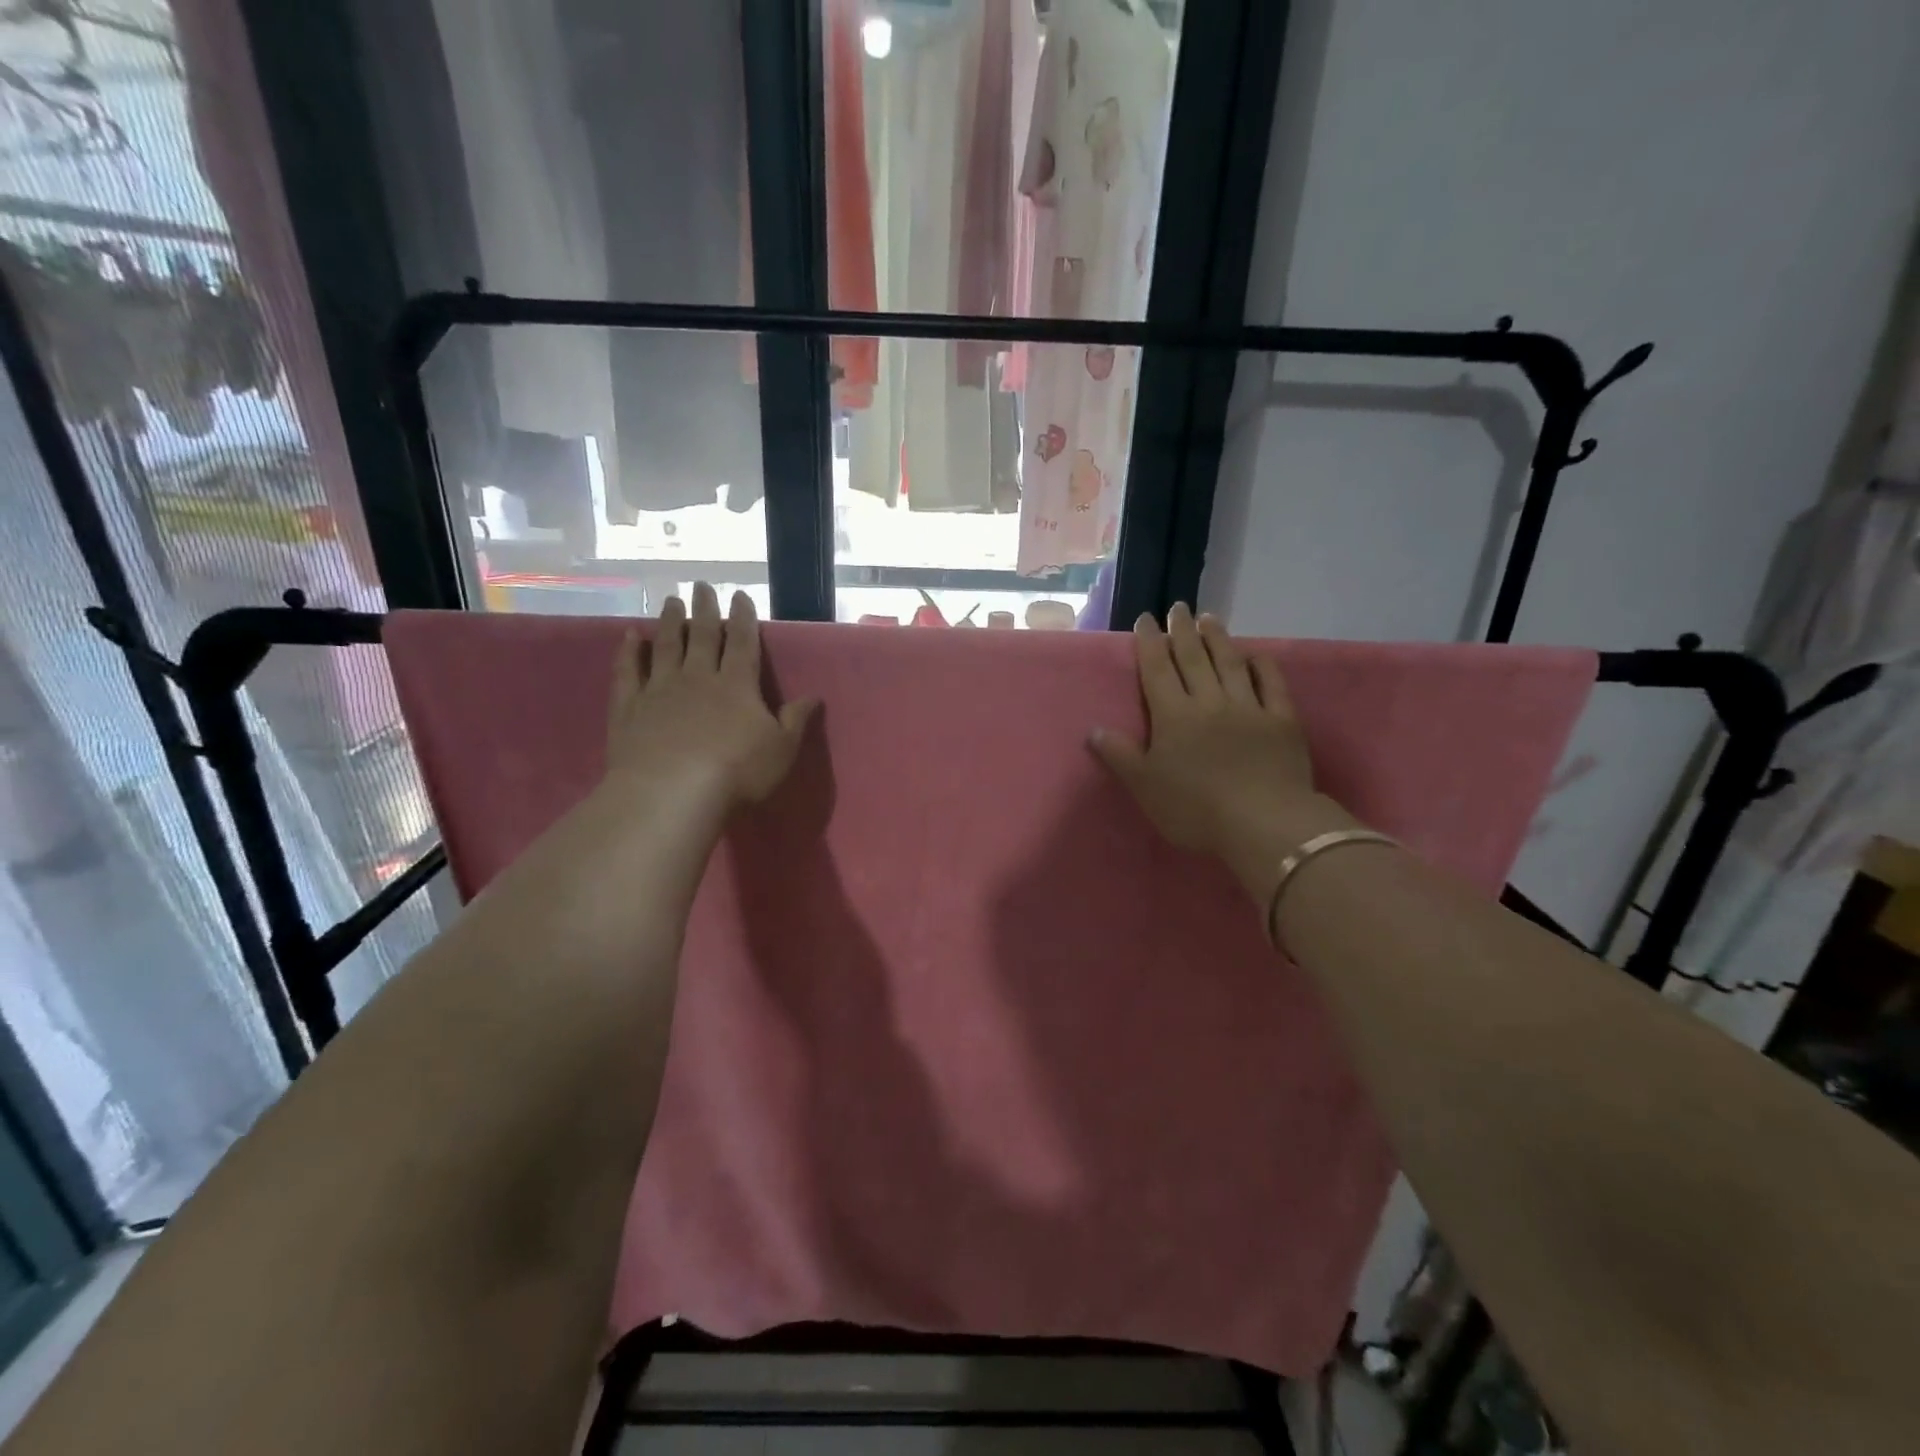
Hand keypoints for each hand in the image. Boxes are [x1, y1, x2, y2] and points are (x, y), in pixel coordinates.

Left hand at [606, 583, 816, 812]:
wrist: (672, 792)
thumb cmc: (736, 772)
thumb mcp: (781, 749)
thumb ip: (795, 720)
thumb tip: (814, 696)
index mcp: (737, 685)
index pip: (743, 643)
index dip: (744, 618)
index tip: (740, 596)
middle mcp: (698, 677)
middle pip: (703, 636)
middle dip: (705, 610)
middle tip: (702, 586)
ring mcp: (660, 689)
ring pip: (666, 646)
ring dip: (670, 622)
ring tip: (671, 601)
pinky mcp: (629, 707)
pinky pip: (628, 671)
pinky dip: (629, 651)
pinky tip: (630, 636)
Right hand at [1090, 604, 1359, 903]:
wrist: (1263, 823)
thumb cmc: (1194, 809)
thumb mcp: (1145, 787)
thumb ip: (1119, 756)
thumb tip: (1093, 730)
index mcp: (1173, 715)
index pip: (1157, 669)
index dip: (1150, 642)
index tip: (1146, 619)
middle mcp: (1209, 702)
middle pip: (1193, 658)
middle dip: (1183, 631)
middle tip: (1178, 607)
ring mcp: (1248, 708)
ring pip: (1230, 663)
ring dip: (1218, 638)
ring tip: (1210, 617)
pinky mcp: (1281, 721)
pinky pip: (1272, 684)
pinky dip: (1262, 665)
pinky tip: (1256, 654)